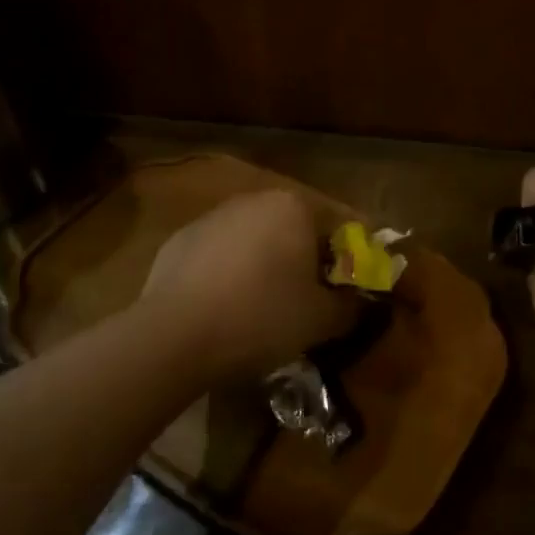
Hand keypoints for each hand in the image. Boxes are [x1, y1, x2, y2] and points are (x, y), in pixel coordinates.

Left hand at [138, 190, 358, 382]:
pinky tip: (224, 308)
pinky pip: (219, 254)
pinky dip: (229, 273)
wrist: (174, 335)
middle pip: (296, 227)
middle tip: (311, 299)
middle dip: (307, 258)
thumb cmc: (261, 317)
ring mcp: (213, 216)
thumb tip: (360, 303)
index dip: (350, 259)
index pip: (339, 225)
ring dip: (267, 263)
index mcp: (295, 206)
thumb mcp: (321, 320)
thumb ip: (350, 307)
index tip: (350, 289)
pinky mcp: (180, 239)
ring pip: (255, 238)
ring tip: (265, 307)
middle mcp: (255, 199)